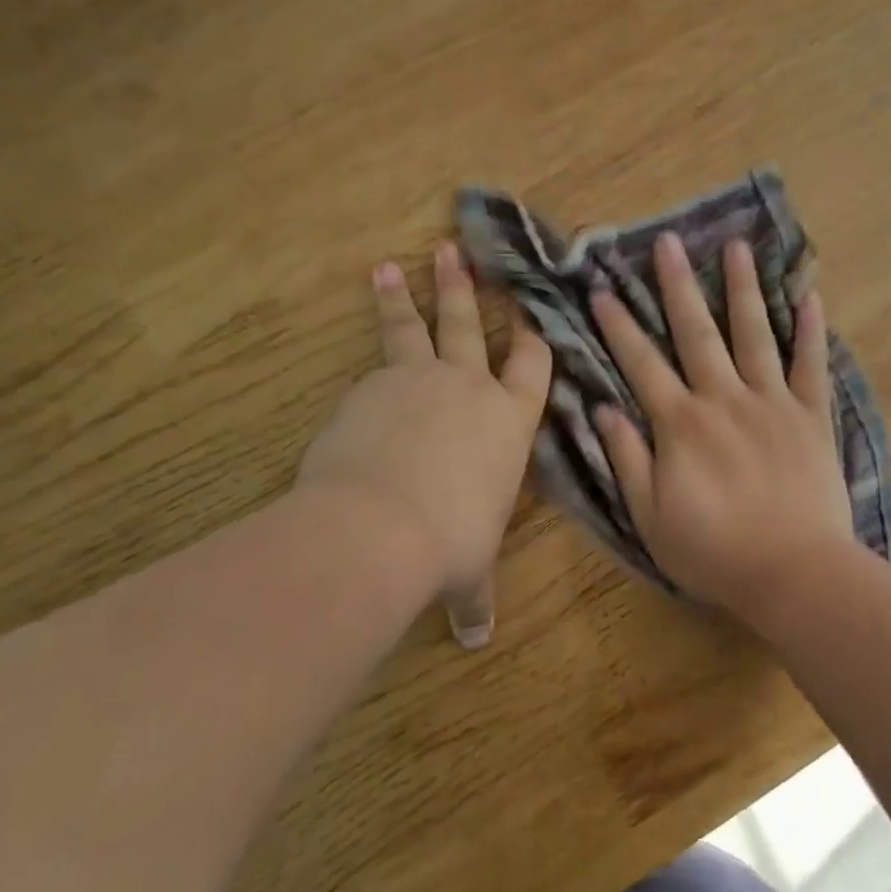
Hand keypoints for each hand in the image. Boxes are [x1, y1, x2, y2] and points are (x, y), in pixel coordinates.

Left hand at [298, 242, 550, 647]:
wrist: (382, 524)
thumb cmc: (450, 542)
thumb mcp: (469, 570)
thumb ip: (473, 597)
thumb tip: (474, 639)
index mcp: (509, 422)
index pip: (531, 367)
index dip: (533, 335)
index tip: (529, 305)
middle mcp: (469, 388)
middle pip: (470, 326)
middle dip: (465, 289)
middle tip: (455, 251)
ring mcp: (418, 380)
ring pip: (415, 327)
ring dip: (407, 294)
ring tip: (394, 264)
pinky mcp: (371, 385)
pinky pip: (374, 360)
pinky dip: (370, 347)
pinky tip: (357, 356)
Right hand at [589, 232, 854, 614]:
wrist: (795, 573)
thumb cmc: (714, 552)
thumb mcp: (650, 516)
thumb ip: (627, 459)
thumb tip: (601, 409)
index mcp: (681, 424)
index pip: (641, 364)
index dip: (619, 326)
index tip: (601, 289)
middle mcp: (724, 399)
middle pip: (696, 332)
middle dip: (677, 285)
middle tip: (666, 241)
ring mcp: (772, 403)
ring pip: (754, 333)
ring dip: (742, 288)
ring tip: (736, 246)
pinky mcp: (811, 416)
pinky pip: (811, 365)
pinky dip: (810, 330)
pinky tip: (809, 295)